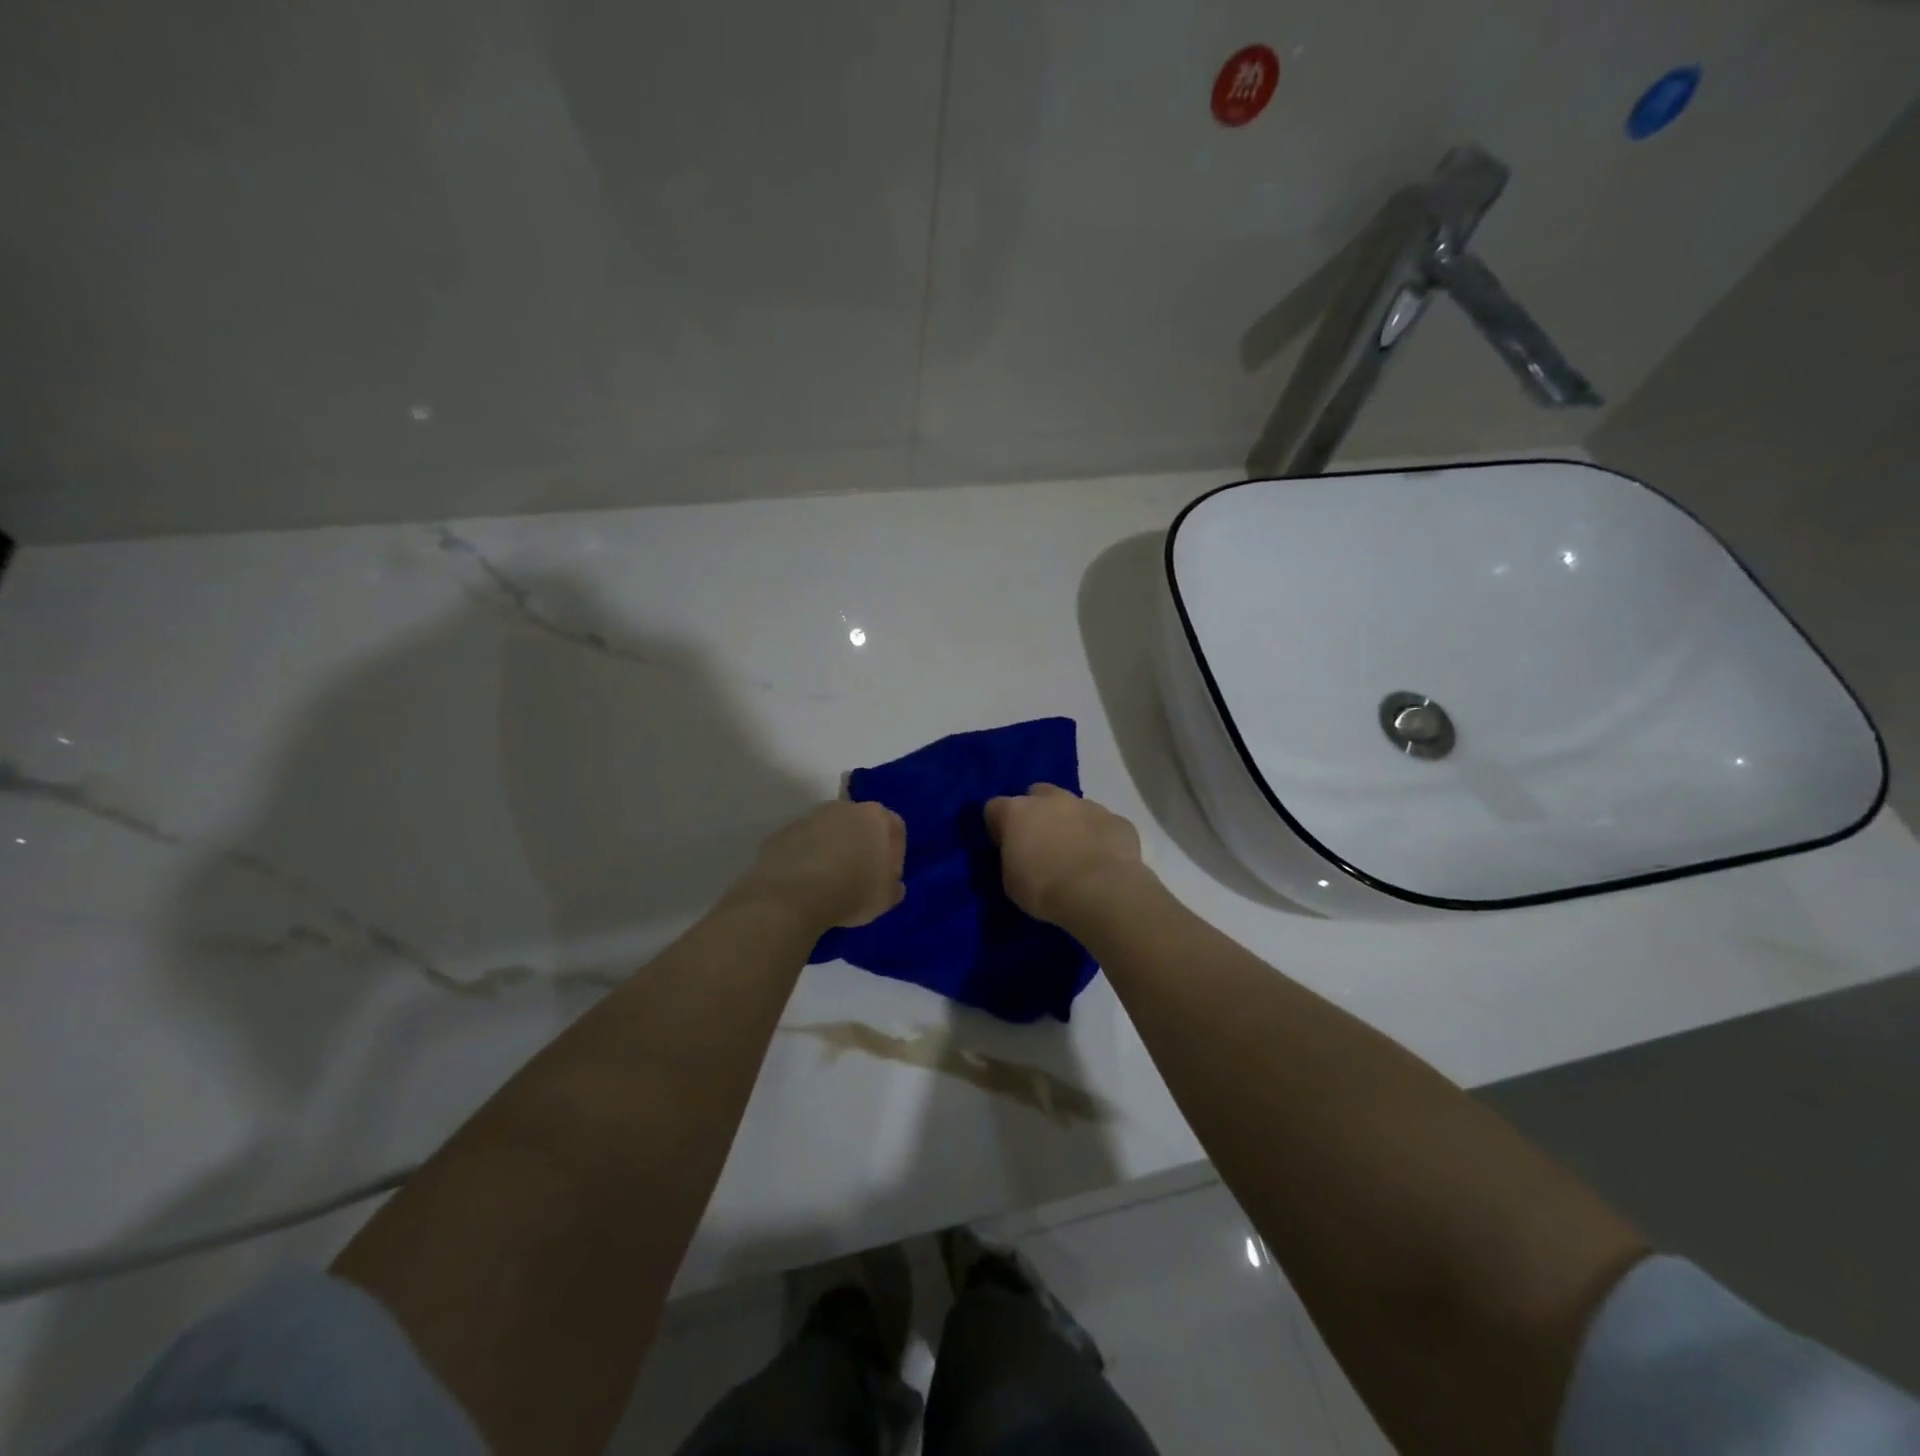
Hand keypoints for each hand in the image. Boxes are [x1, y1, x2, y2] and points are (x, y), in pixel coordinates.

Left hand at [730, 800, 905, 934]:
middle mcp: (844, 807)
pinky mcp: (784, 832)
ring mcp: (811, 817)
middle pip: (861, 825)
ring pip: (831, 832)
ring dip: (835, 851)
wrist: (792, 895)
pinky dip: (809, 858)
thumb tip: (891, 883)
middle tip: (861, 878)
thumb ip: (893, 886)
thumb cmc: (852, 891)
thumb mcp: (886, 898)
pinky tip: (808, 883)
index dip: (895, 854)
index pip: (895, 828)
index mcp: (875, 816)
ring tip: (831, 882)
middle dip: (863, 847)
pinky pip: (805, 844)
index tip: (888, 877)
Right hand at [983, 784, 1146, 925]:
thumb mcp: (1011, 882)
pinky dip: (1099, 837)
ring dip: (1070, 823)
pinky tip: (1102, 861)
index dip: (998, 826)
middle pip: (1037, 794)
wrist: (1101, 892)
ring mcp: (1087, 805)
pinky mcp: (1117, 819)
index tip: (1004, 846)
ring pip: (1073, 806)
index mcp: (1017, 812)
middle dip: (1037, 813)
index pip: (995, 807)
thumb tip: (1020, 855)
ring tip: (1075, 854)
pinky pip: (1103, 824)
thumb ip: (1013, 858)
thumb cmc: (1045, 890)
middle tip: (1041, 843)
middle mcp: (1051, 799)